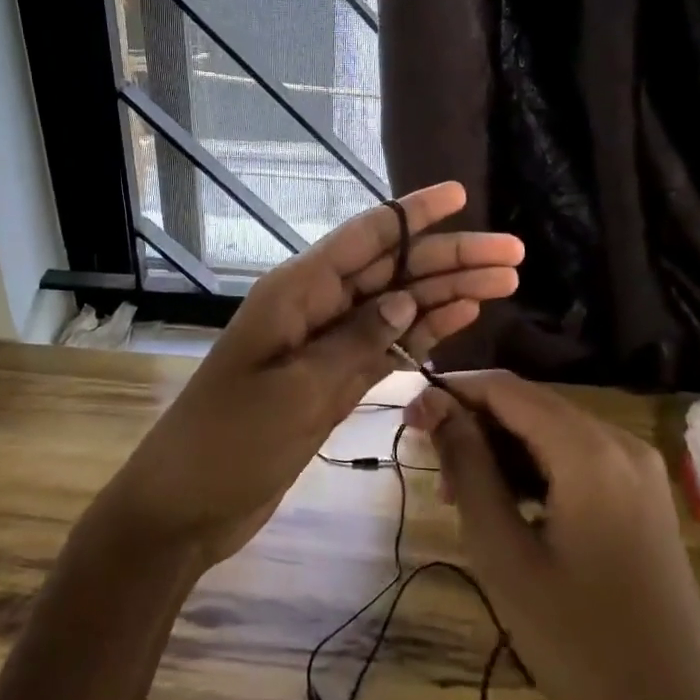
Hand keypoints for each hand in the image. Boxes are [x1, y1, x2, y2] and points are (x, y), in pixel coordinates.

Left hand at [101, 183, 522, 568]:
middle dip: (449, 258)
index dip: (413, 214)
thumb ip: (353, 342)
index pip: (364, 237)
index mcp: (296, 292)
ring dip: (446, 293)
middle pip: (391, 270)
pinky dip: (422, 332)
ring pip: (395, 306)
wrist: (186, 506)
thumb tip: (404, 299)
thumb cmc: (229, 442)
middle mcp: (315, 307)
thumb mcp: (295, 391)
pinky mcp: (333, 381)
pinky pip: (385, 347)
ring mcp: (325, 345)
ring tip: (505, 282)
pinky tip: (462, 318)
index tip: (459, 194)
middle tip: (513, 253)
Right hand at [408, 373, 699, 699]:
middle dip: (475, 422)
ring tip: (460, 494)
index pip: (506, 389)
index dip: (453, 392)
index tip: (409, 418)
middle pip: (531, 405)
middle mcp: (621, 443)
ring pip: (552, 430)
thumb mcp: (504, 554)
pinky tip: (508, 504)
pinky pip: (578, 457)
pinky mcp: (644, 494)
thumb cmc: (578, 644)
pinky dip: (536, 467)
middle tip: (430, 463)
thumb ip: (468, 467)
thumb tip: (434, 406)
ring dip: (502, 448)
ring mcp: (640, 468)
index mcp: (590, 452)